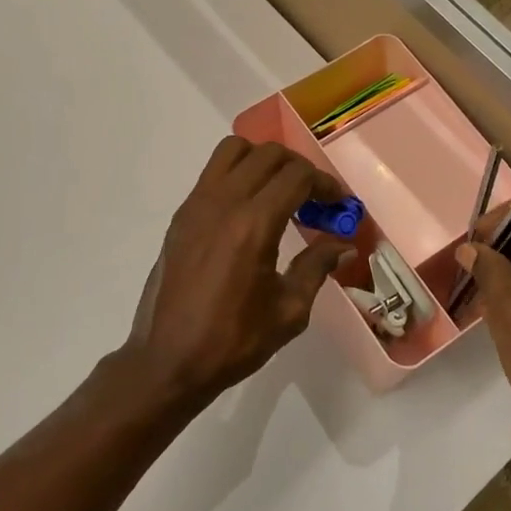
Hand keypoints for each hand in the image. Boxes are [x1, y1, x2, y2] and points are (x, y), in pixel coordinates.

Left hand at [122, 137, 354, 408]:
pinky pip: (213, 173)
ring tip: (279, 192)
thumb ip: (316, 267)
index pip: (297, 176)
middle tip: (315, 199)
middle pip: (269, 154)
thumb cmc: (233, 340)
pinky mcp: (181, 215)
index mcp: (253, 224)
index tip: (340, 205)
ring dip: (264, 161)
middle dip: (300, 169)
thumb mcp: (288, 310)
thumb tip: (343, 246)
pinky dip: (238, 174)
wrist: (167, 360)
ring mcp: (196, 204)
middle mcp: (223, 202)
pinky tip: (249, 210)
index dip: (326, 184)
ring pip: (234, 151)